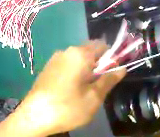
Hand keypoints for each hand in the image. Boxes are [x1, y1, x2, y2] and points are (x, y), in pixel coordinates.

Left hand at [0, 41, 125, 136]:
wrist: (37, 113)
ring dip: (86, 70)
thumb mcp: (93, 97)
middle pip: (89, 51)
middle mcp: (66, 51)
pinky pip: (67, 64)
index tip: (114, 73)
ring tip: (86, 91)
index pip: (102, 45)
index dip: (112, 57)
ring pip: (77, 59)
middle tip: (100, 86)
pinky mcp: (49, 66)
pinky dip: (75, 73)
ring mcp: (55, 58)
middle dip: (98, 65)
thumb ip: (108, 80)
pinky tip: (72, 91)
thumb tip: (122, 68)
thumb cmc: (69, 107)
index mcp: (79, 55)